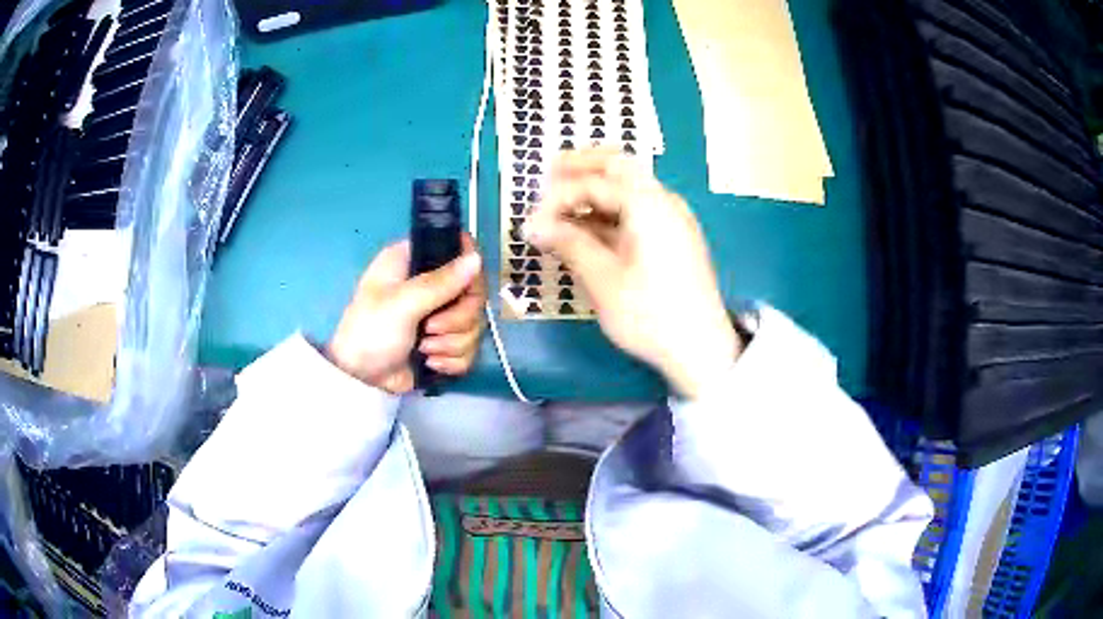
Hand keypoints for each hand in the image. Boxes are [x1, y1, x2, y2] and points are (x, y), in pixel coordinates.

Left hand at [327, 235, 485, 393]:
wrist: (360, 379)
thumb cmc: (371, 331)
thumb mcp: (402, 304)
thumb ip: (440, 282)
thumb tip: (477, 259)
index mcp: (415, 261)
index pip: (460, 250)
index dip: (468, 270)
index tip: (464, 290)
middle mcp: (430, 283)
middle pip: (474, 294)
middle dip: (457, 319)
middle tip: (430, 329)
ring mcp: (439, 314)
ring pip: (474, 324)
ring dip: (452, 343)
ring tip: (424, 350)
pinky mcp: (445, 342)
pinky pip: (470, 348)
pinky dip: (453, 360)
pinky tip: (431, 363)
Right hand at [525, 149, 739, 397]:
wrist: (701, 349)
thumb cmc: (649, 314)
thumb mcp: (603, 279)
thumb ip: (568, 243)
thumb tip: (533, 225)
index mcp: (647, 204)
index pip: (593, 184)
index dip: (557, 199)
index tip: (531, 223)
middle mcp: (663, 201)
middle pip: (619, 167)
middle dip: (582, 166)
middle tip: (550, 170)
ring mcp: (672, 218)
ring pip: (629, 187)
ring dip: (596, 188)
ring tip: (563, 203)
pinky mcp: (673, 238)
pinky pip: (638, 209)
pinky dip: (611, 210)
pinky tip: (589, 227)